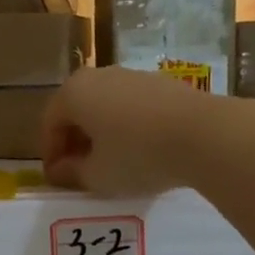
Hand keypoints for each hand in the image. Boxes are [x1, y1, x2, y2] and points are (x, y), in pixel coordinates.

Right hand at [40, 67, 215, 196]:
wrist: (205, 134)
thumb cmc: (137, 155)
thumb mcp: (97, 176)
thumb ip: (72, 173)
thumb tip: (61, 170)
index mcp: (73, 93)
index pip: (49, 124)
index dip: (50, 154)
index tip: (57, 178)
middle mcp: (99, 76)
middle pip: (77, 110)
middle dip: (75, 141)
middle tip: (80, 170)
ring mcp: (133, 76)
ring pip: (106, 106)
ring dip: (102, 133)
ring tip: (113, 163)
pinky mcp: (162, 83)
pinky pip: (133, 107)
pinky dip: (128, 127)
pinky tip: (141, 151)